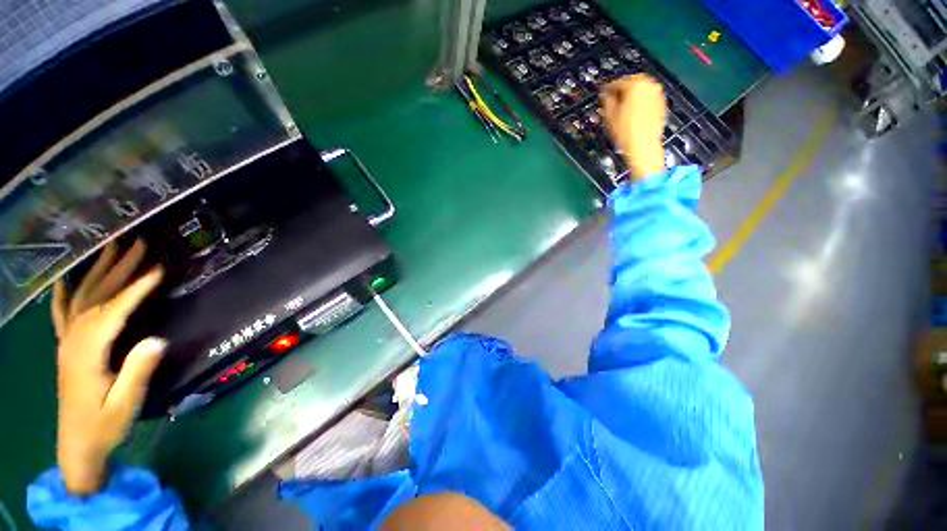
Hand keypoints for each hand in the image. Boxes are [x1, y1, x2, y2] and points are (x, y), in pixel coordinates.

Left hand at [52, 241, 164, 494]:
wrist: (77, 446)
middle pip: (95, 297)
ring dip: (96, 272)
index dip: (134, 290)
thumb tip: (157, 339)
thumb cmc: (104, 426)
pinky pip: (62, 314)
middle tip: (137, 245)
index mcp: (87, 355)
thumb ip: (137, 372)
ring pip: (80, 299)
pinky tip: (65, 279)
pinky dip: (64, 293)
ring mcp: (67, 343)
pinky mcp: (67, 348)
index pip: (112, 313)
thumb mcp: (124, 405)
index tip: (157, 270)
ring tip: (110, 248)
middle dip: (117, 269)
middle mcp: (73, 342)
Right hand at [601, 74, 667, 178]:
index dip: (608, 89)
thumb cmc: (625, 132)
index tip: (603, 94)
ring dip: (632, 94)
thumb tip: (606, 94)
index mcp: (635, 85)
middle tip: (613, 98)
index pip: (618, 82)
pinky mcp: (661, 104)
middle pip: (633, 81)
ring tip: (623, 106)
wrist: (643, 146)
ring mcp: (657, 94)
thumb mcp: (609, 116)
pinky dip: (640, 100)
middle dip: (622, 89)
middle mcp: (649, 85)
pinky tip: (633, 112)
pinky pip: (648, 97)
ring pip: (642, 89)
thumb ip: (607, 101)